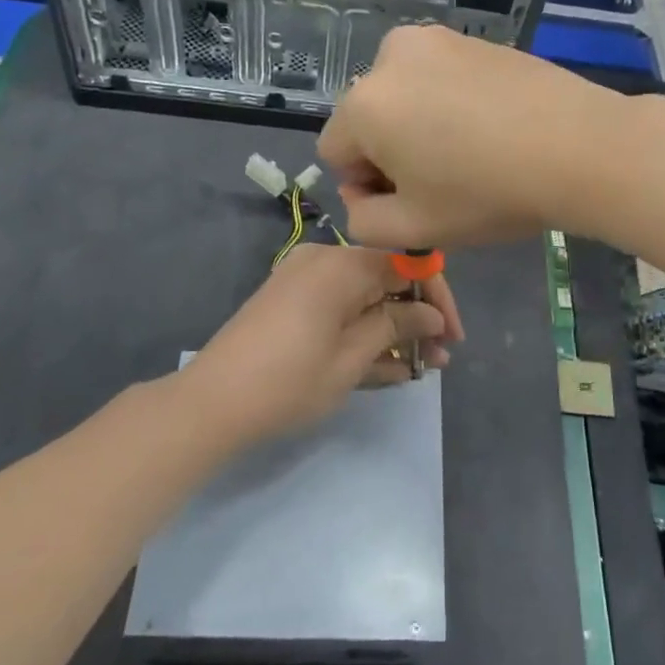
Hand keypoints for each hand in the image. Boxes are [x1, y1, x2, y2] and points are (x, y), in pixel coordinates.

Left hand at [188, 244, 463, 441]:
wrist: (211, 404)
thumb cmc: (288, 381)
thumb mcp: (351, 358)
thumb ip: (395, 326)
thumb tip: (432, 315)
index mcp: (340, 264)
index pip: (406, 264)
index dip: (436, 297)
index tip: (453, 335)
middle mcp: (322, 261)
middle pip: (384, 278)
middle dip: (415, 317)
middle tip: (439, 358)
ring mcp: (303, 281)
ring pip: (363, 296)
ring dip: (392, 328)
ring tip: (421, 367)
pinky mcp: (290, 302)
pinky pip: (339, 308)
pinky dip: (362, 331)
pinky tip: (389, 366)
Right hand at [318, 24, 622, 248]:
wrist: (579, 146)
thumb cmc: (489, 193)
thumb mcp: (415, 228)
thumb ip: (362, 222)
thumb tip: (361, 195)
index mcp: (364, 104)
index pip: (335, 153)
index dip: (366, 186)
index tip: (411, 200)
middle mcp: (389, 57)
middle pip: (368, 118)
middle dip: (391, 151)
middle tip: (442, 179)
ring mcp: (435, 39)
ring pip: (403, 94)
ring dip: (418, 124)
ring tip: (469, 151)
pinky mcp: (473, 37)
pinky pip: (438, 76)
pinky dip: (448, 101)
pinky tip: (490, 126)